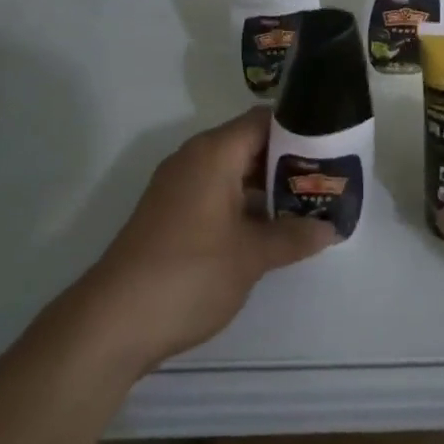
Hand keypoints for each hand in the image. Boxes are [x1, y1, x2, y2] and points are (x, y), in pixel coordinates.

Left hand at [78, 107, 335, 373]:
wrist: (112, 322)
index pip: (264, 120)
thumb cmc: (188, 274)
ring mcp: (178, 187)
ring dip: (266, 187)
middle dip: (288, 162)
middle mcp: (194, 159)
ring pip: (233, 172)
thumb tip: (330, 228)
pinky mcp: (170, 214)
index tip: (331, 147)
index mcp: (213, 153)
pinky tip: (269, 231)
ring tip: (307, 206)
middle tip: (327, 181)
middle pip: (250, 144)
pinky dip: (243, 204)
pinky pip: (216, 193)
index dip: (299, 129)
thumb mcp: (251, 256)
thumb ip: (293, 237)